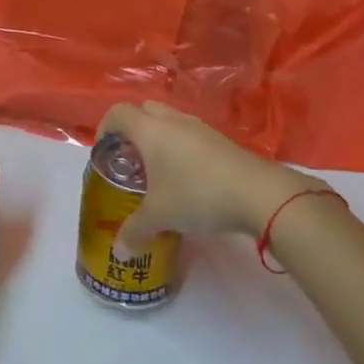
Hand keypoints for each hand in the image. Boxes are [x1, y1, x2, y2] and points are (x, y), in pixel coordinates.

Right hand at [101, 101, 330, 249]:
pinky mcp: (222, 140)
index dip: (106, 127)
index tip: (105, 151)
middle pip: (144, 111)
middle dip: (133, 130)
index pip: (118, 113)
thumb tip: (119, 252)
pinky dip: (181, 149)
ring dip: (159, 139)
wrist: (258, 193)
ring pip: (170, 122)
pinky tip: (187, 179)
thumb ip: (135, 231)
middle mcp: (173, 121)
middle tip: (130, 159)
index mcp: (150, 130)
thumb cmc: (196, 194)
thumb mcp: (160, 216)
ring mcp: (200, 128)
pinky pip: (191, 136)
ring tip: (158, 172)